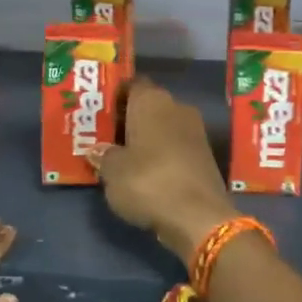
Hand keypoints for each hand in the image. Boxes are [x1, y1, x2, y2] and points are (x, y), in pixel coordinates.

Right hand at [89, 78, 236, 265]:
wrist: (198, 217)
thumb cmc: (148, 182)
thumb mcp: (113, 171)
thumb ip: (103, 156)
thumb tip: (97, 150)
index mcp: (152, 100)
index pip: (131, 84)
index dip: (114, 96)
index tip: (98, 111)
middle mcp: (176, 107)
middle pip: (147, 106)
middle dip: (127, 119)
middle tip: (103, 135)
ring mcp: (195, 132)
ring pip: (162, 127)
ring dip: (144, 138)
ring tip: (119, 155)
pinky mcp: (204, 156)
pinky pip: (174, 147)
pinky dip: (159, 155)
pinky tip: (143, 171)